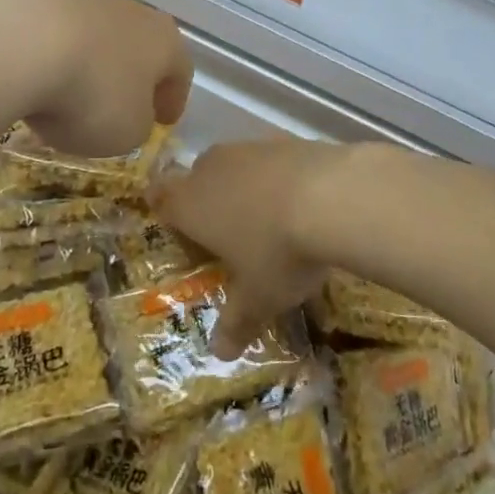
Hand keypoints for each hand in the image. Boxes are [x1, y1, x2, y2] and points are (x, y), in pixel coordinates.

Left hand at [0, 0, 193, 159]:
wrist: (18, 39)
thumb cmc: (91, 93)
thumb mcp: (126, 132)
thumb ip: (135, 125)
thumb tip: (127, 114)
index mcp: (164, 42)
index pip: (180, 71)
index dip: (173, 99)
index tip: (164, 121)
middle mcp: (130, 11)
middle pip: (138, 45)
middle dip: (130, 75)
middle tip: (119, 104)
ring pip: (94, 34)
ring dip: (88, 62)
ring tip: (65, 93)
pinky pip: (52, 31)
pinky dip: (49, 53)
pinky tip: (30, 75)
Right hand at [151, 139, 341, 356]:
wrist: (334, 195)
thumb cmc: (278, 251)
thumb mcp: (259, 298)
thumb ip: (236, 323)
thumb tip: (219, 354)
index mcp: (191, 204)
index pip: (160, 198)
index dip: (166, 210)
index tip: (179, 227)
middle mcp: (212, 168)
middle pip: (197, 178)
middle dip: (208, 200)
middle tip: (228, 232)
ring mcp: (250, 148)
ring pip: (235, 165)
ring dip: (245, 186)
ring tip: (270, 219)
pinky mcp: (285, 139)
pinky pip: (270, 159)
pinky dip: (278, 176)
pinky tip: (302, 199)